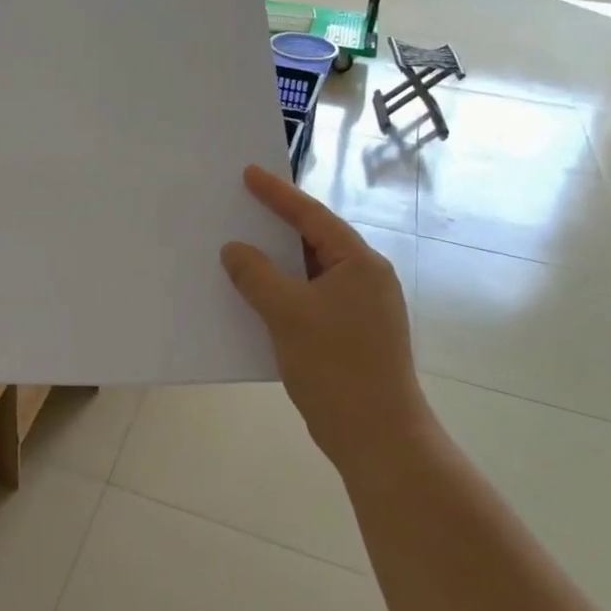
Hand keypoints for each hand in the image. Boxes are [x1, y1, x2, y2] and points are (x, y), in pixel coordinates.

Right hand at [220, 164, 427, 474]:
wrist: (376, 437)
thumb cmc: (336, 366)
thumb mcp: (287, 313)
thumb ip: (256, 275)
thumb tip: (234, 250)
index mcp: (359, 264)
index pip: (312, 217)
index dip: (278, 194)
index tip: (249, 173)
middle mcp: (364, 279)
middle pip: (313, 240)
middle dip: (275, 225)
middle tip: (240, 205)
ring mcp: (359, 308)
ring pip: (309, 272)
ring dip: (275, 263)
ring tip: (239, 247)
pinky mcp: (349, 334)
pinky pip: (308, 298)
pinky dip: (282, 291)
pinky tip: (253, 295)